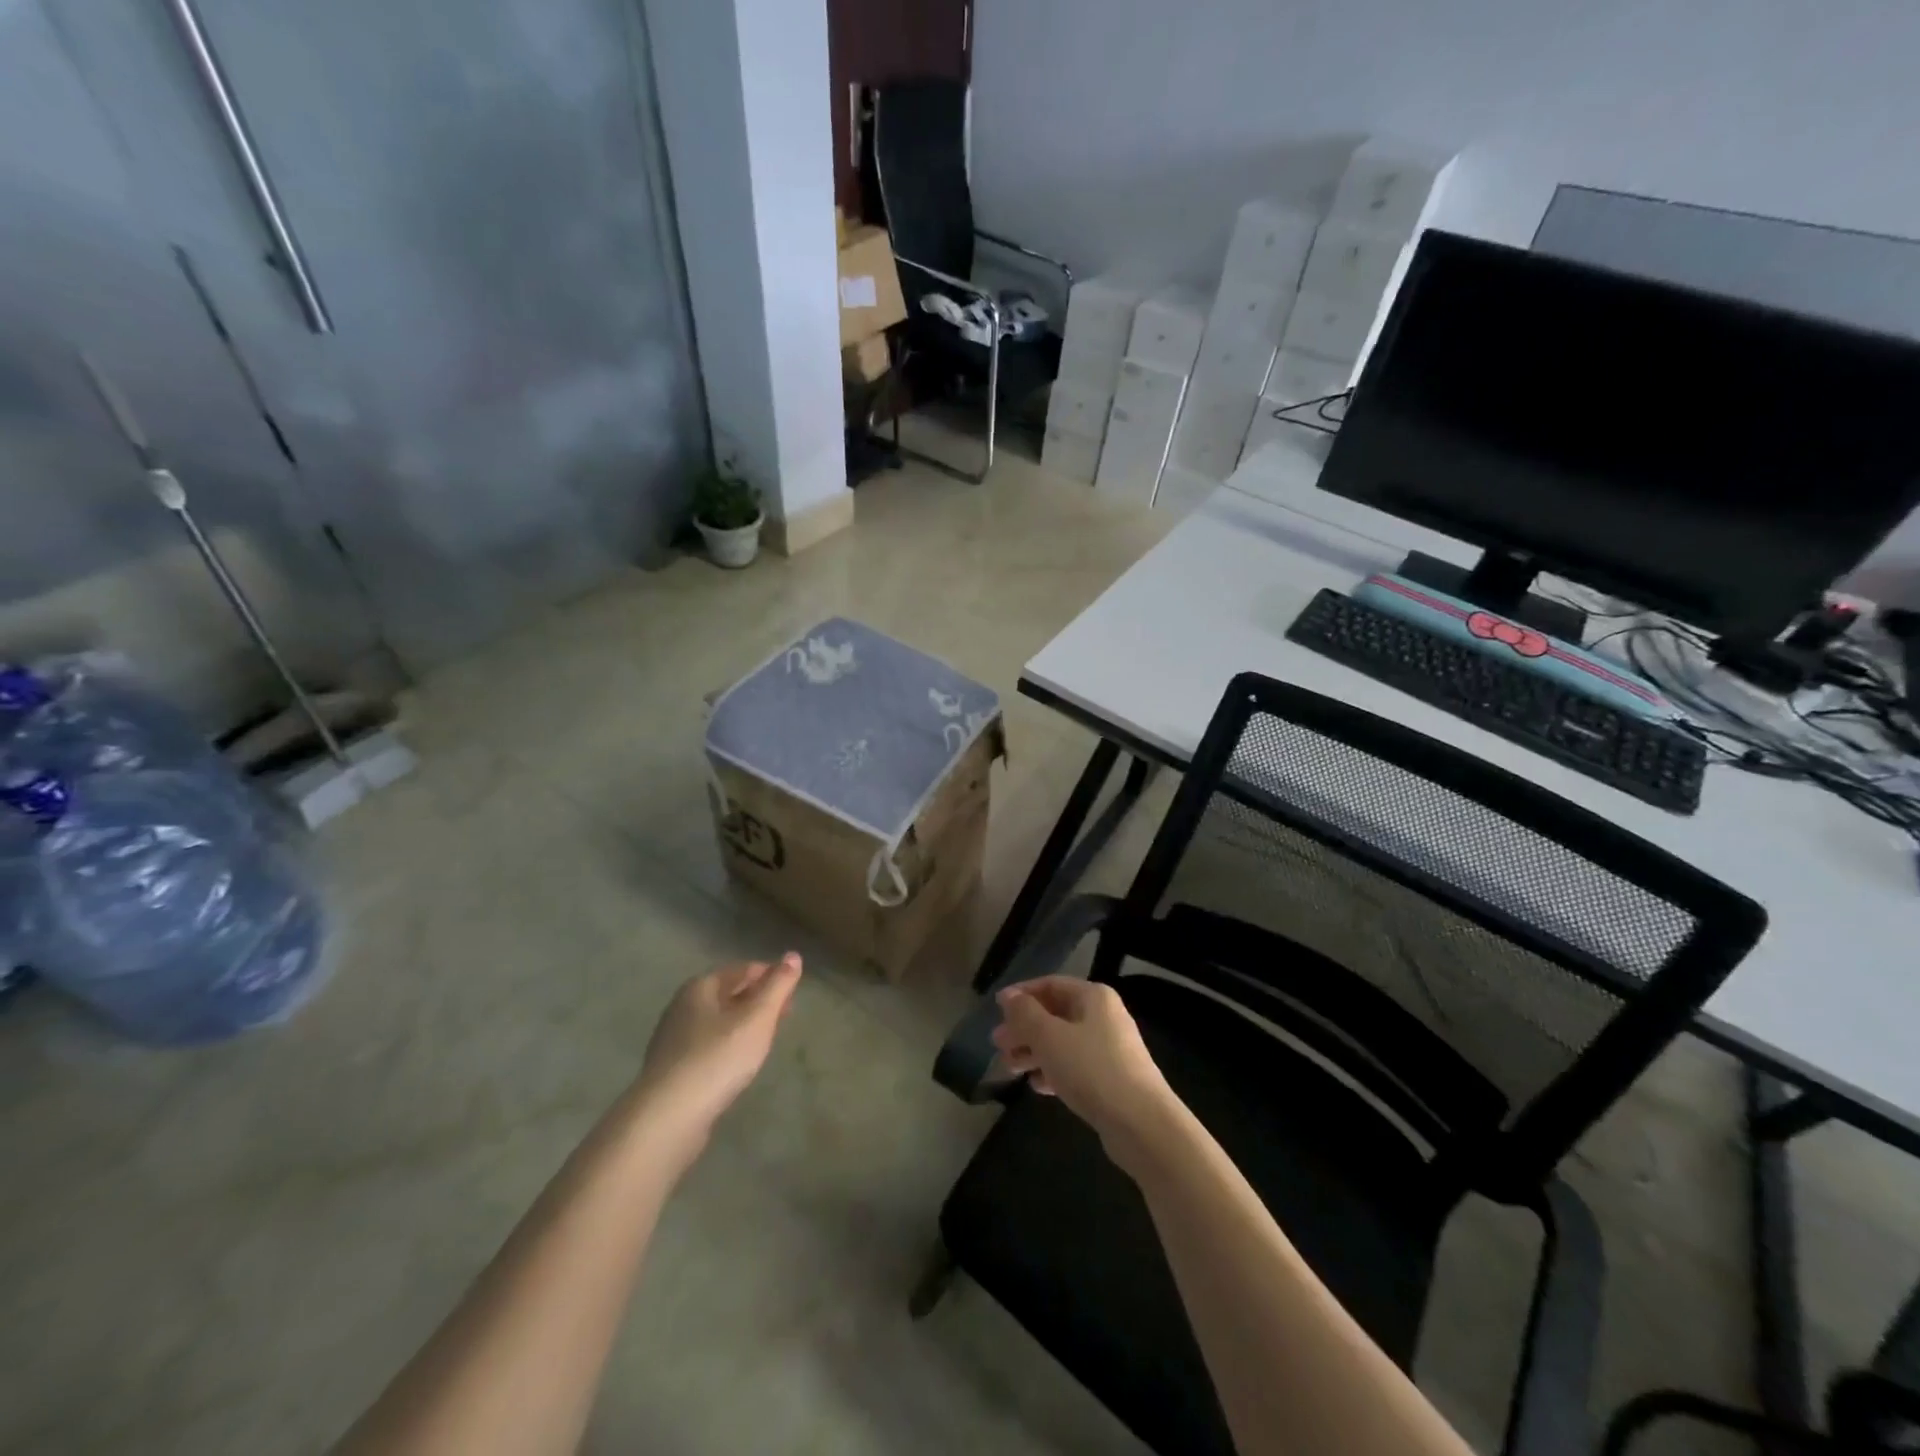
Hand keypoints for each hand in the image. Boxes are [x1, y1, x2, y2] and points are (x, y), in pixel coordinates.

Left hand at [632, 954, 802, 1149]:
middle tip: (786, 1015)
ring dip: (744, 1024)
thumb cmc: (717, 1058)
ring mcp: (673, 1040)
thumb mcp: (757, 1018)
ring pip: (718, 1021)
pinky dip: (728, 1046)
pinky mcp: (672, 1070)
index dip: (771, 975)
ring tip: (767, 1038)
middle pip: (728, 994)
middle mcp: (682, 1007)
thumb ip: (778, 986)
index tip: (794, 992)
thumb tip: (793, 955)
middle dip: (758, 1000)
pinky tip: (739, 1063)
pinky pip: (708, 1046)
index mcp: (700, 987)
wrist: (667, 1118)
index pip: (743, 969)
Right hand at [991, 976, 1178, 1171]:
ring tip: (1009, 1068)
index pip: (1051, 984)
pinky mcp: (1111, 1080)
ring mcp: (1110, 1049)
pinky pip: (1075, 1066)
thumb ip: (1025, 1014)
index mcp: (1094, 997)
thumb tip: (1008, 996)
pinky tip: (1036, 1086)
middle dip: (1024, 1028)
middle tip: (997, 1044)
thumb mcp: (1050, 1037)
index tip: (996, 1008)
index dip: (1022, 994)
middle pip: (1056, 1014)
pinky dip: (1053, 1071)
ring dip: (1034, 1051)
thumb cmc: (1092, 1069)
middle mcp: (1104, 1017)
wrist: (1142, 1124)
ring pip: (1063, 1042)